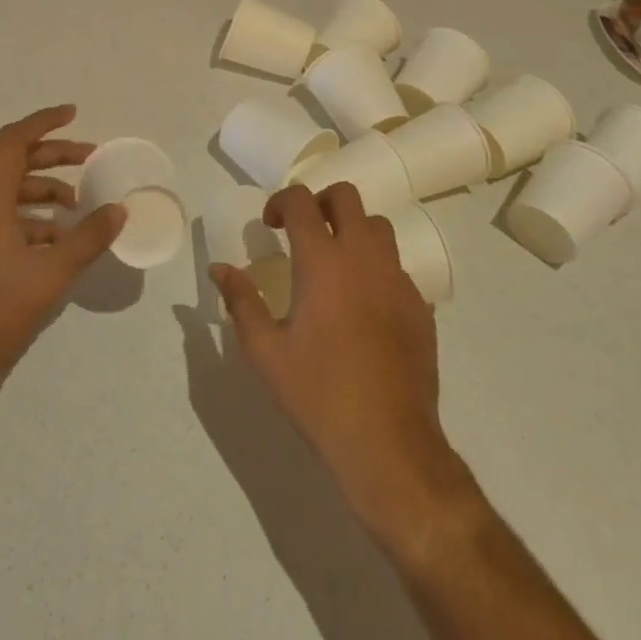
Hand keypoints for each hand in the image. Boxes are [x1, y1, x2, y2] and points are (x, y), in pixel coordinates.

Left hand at [0, 105, 123, 423]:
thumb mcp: (51, 274)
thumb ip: (87, 237)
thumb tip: (118, 209)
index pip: (13, 142)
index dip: (43, 122)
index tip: (74, 114)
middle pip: (14, 166)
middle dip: (54, 158)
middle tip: (90, 160)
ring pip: (10, 197)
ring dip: (45, 194)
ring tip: (79, 209)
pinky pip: (4, 223)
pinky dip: (33, 222)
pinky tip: (57, 246)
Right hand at [209, 184, 475, 557]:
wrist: (388, 443)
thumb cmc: (317, 393)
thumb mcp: (264, 351)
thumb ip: (240, 301)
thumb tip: (219, 268)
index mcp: (322, 261)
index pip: (301, 200)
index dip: (281, 201)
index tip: (270, 224)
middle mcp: (363, 257)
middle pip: (346, 196)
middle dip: (320, 201)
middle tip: (303, 230)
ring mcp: (397, 280)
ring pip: (378, 227)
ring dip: (352, 230)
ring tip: (335, 263)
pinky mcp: (420, 306)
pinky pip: (397, 267)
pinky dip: (376, 268)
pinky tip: (363, 306)